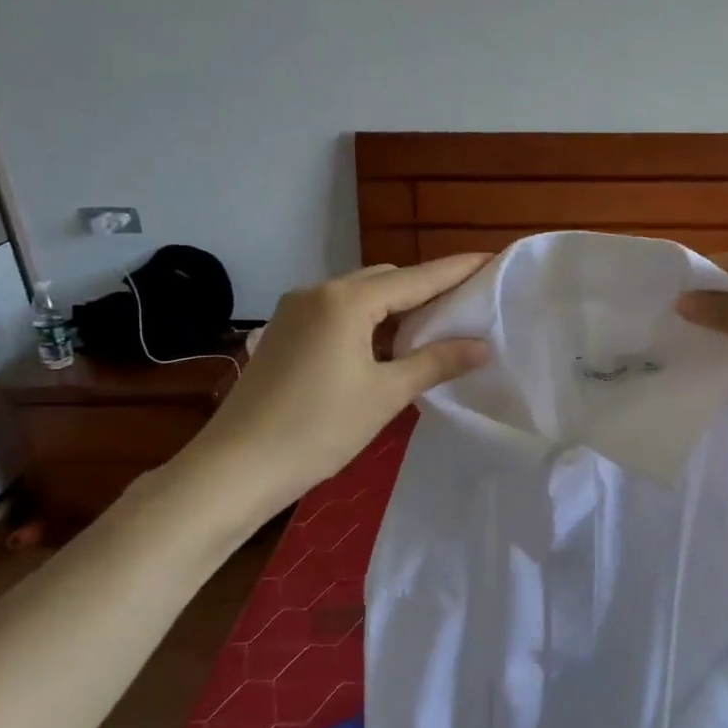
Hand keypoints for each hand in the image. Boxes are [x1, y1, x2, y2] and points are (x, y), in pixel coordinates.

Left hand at [189, 255, 490, 520]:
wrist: (235, 468)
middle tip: (466, 306)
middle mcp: (318, 292)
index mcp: (346, 300)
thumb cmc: (318, 428)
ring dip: (396, 307)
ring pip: (360, 296)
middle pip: (386, 280)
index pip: (416, 278)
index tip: (491, 260)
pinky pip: (337, 312)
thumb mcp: (386, 395)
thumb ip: (436, 362)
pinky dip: (368, 321)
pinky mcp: (283, 333)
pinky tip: (385, 347)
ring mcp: (294, 311)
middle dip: (426, 289)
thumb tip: (483, 346)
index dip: (456, 270)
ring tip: (432, 329)